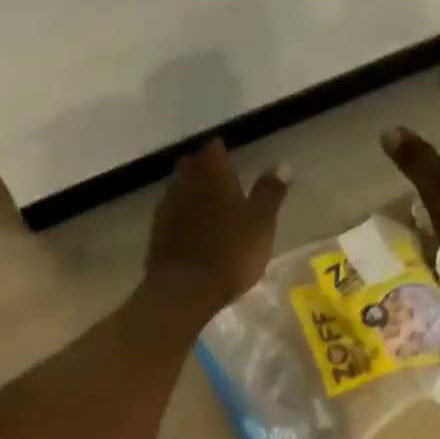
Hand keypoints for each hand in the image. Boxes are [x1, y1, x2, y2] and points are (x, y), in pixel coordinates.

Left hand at [145, 140, 288, 310]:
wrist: (184, 290)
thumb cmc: (230, 251)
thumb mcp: (261, 222)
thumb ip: (270, 192)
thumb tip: (283, 164)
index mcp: (211, 171)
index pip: (215, 148)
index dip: (225, 155)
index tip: (235, 166)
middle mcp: (184, 181)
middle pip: (193, 167)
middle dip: (206, 173)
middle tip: (224, 187)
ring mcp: (166, 208)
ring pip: (181, 192)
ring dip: (194, 197)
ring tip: (211, 213)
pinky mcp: (156, 234)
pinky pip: (173, 218)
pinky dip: (184, 220)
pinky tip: (195, 236)